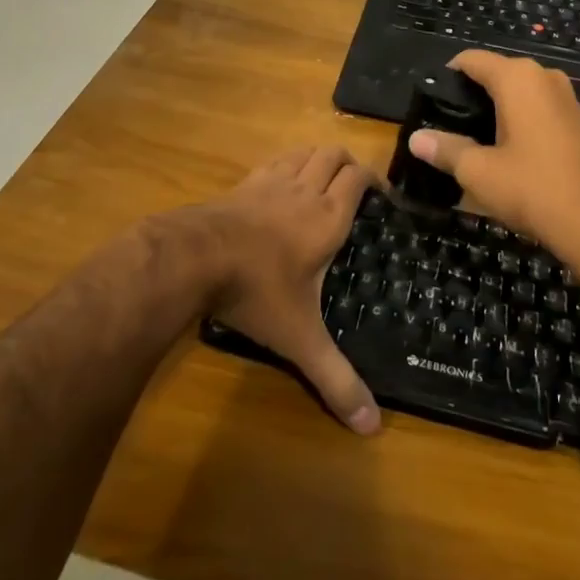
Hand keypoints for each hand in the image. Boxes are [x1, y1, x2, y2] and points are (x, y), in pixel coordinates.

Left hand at [196, 146, 380, 435]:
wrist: (195, 257)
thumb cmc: (256, 291)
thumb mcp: (300, 338)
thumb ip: (335, 378)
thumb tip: (372, 427)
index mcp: (328, 217)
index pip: (359, 178)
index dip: (375, 180)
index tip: (384, 196)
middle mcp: (305, 190)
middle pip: (334, 155)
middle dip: (349, 164)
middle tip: (356, 188)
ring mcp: (271, 182)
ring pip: (304, 152)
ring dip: (318, 159)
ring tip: (323, 180)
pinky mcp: (244, 183)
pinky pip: (275, 161)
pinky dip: (288, 164)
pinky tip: (281, 184)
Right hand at [407, 50, 579, 259]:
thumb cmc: (532, 189)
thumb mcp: (478, 171)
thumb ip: (445, 149)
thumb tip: (415, 139)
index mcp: (517, 78)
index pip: (471, 59)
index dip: (447, 76)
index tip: (430, 102)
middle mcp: (544, 77)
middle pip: (495, 72)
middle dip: (471, 94)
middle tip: (448, 125)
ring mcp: (566, 97)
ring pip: (518, 91)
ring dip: (495, 108)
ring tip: (472, 139)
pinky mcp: (578, 120)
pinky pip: (538, 106)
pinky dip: (518, 119)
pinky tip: (506, 149)